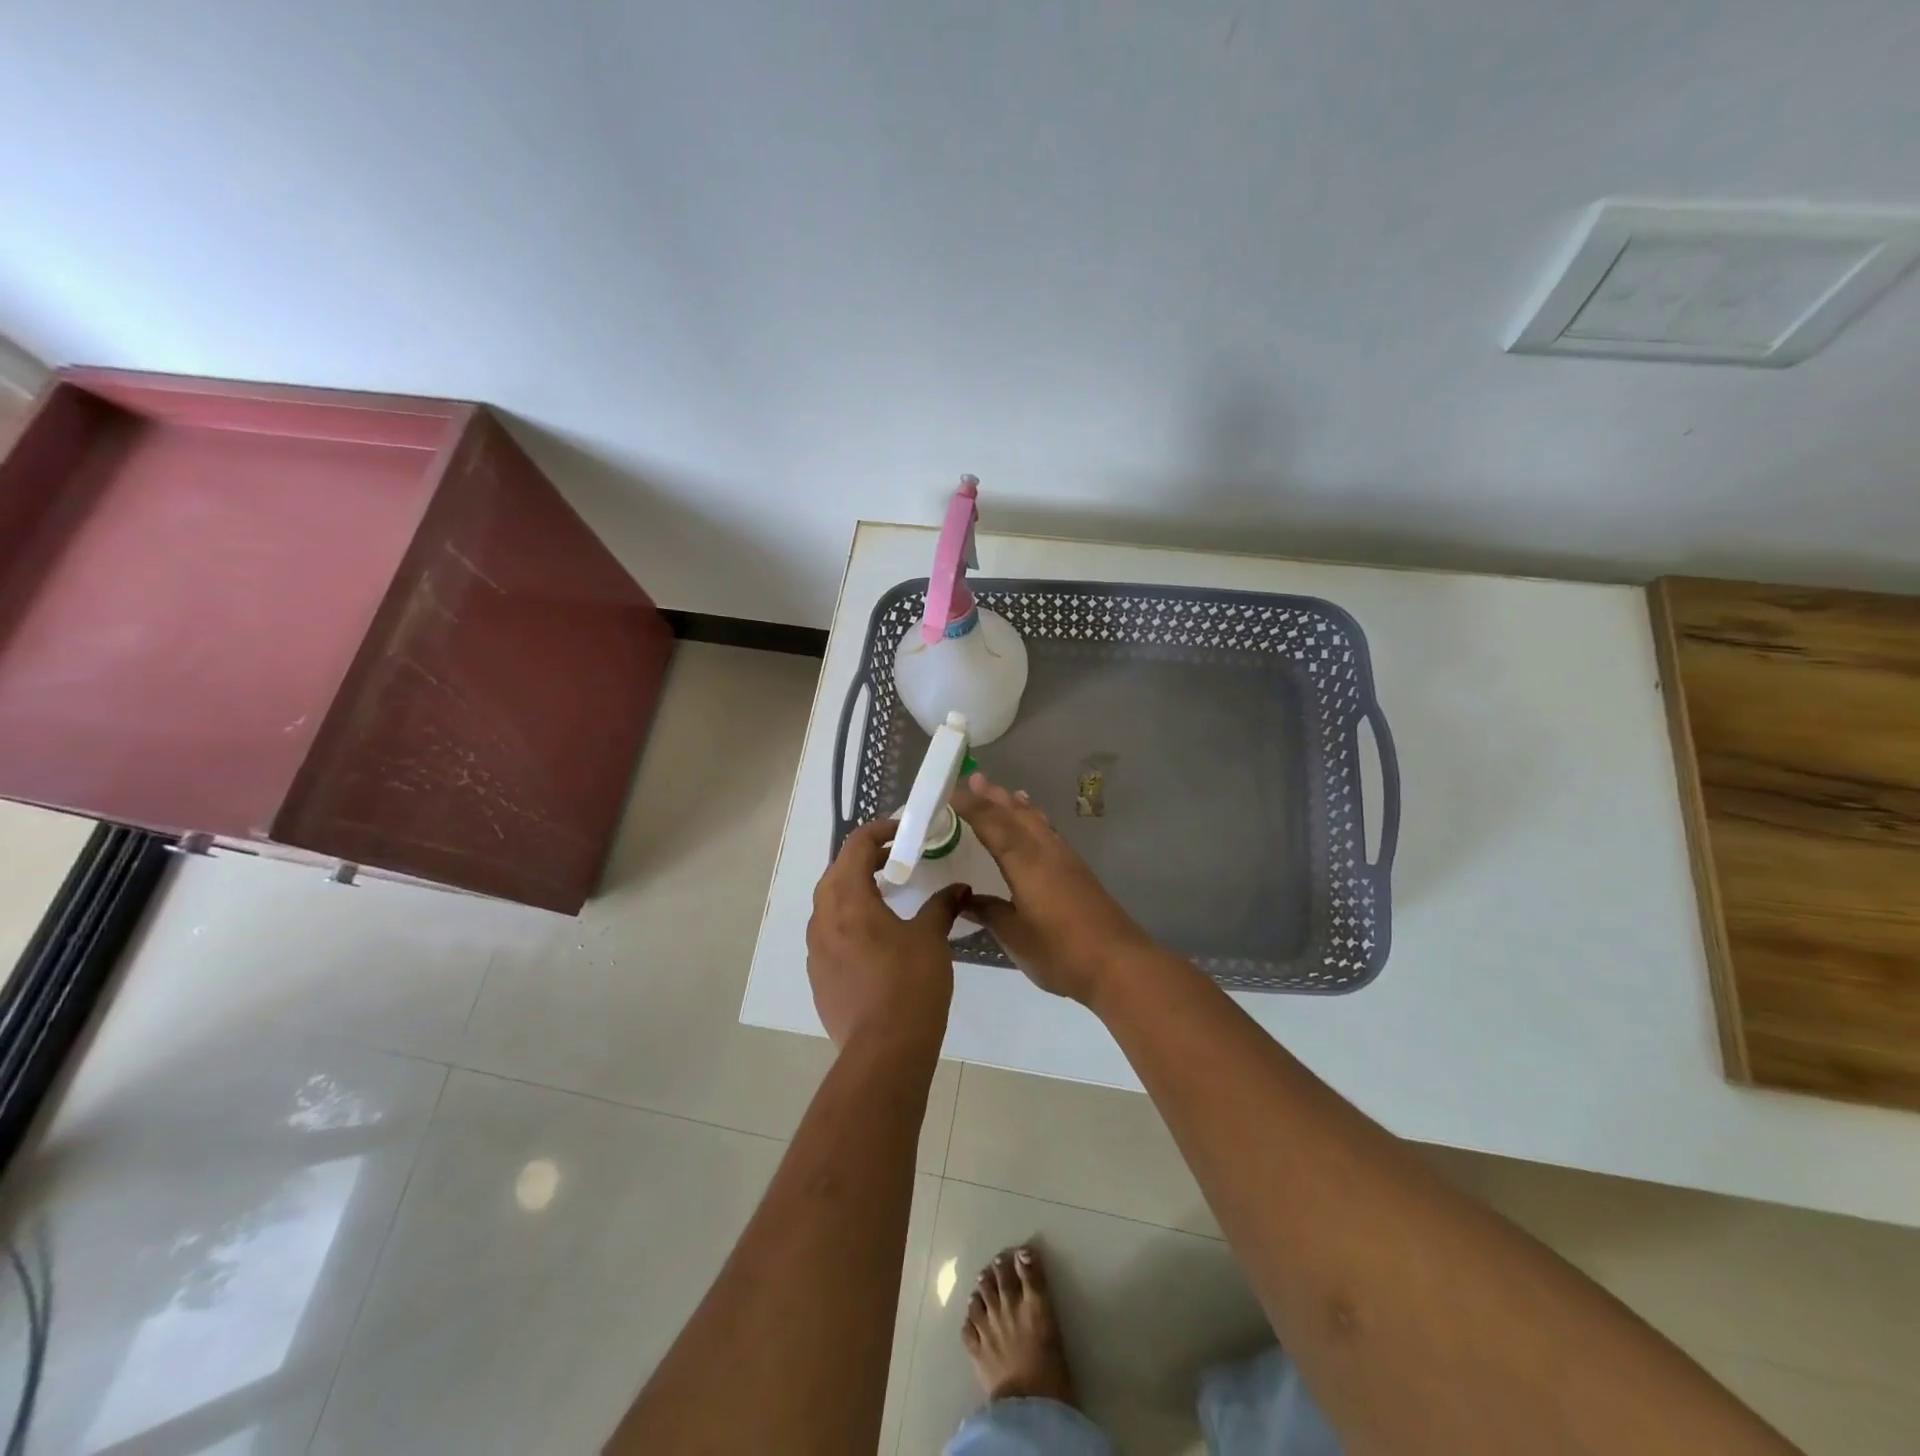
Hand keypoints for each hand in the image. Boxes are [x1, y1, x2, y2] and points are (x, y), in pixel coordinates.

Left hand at [807, 818, 964, 1054]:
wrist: (883, 1052)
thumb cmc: (909, 984)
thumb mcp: (931, 938)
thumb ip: (942, 906)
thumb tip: (959, 888)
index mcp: (848, 900)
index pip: (855, 847)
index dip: (879, 832)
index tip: (904, 832)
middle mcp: (823, 919)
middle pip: (837, 872)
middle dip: (865, 859)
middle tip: (896, 859)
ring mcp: (816, 950)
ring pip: (829, 904)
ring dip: (853, 890)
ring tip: (885, 894)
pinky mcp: (818, 977)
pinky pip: (828, 934)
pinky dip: (848, 921)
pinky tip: (874, 937)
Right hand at [951, 772, 1154, 1004]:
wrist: (1118, 964)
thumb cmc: (1060, 951)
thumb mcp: (1015, 935)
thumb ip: (989, 912)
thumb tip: (965, 899)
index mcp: (1025, 862)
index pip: (993, 825)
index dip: (972, 806)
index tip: (952, 788)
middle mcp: (1046, 851)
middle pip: (1017, 815)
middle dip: (994, 797)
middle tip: (975, 777)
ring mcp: (1066, 860)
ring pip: (1037, 822)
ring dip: (1017, 806)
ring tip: (1004, 792)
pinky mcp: (1080, 873)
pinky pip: (1050, 833)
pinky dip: (1036, 821)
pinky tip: (1037, 828)